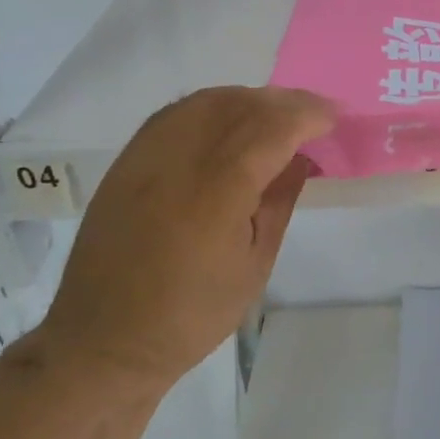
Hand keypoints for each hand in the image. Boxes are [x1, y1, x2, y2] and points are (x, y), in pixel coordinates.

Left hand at [38, 86, 334, 392]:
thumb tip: (302, 157)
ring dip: (250, 99)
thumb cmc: (190, 314)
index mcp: (217, 193)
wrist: (105, 339)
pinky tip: (230, 122)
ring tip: (277, 114)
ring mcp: (147, 155)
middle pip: (241, 105)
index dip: (307, 115)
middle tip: (314, 113)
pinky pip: (177, 113)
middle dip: (285, 101)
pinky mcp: (127, 160)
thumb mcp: (254, 265)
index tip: (334, 116)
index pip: (271, 129)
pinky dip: (213, 106)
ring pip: (207, 100)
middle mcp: (180, 161)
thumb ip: (279, 202)